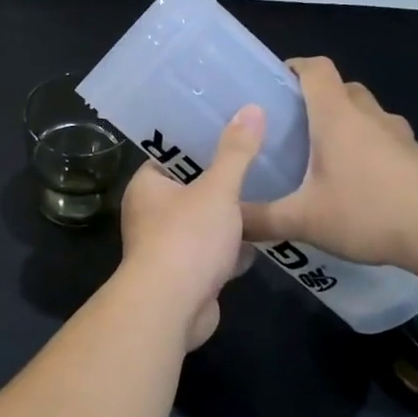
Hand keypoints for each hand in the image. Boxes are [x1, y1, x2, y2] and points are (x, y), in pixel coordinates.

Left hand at [117, 105, 264, 348]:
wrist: (172, 308)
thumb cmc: (187, 239)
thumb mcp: (217, 189)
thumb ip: (236, 152)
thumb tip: (251, 108)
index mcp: (147, 186)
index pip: (173, 154)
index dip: (200, 140)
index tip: (233, 126)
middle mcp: (150, 213)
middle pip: (191, 188)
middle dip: (222, 180)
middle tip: (261, 157)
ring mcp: (167, 245)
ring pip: (204, 222)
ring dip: (230, 216)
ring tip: (270, 191)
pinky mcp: (185, 273)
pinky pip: (212, 252)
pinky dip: (233, 248)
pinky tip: (265, 237)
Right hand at [241, 57, 417, 271]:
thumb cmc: (370, 212)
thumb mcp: (303, 220)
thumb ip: (260, 220)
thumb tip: (227, 222)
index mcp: (337, 117)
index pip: (316, 69)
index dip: (294, 66)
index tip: (274, 82)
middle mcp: (370, 117)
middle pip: (343, 88)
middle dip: (317, 98)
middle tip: (292, 126)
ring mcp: (401, 137)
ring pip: (368, 114)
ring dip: (347, 123)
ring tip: (323, 156)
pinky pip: (387, 141)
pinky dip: (369, 149)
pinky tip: (358, 185)